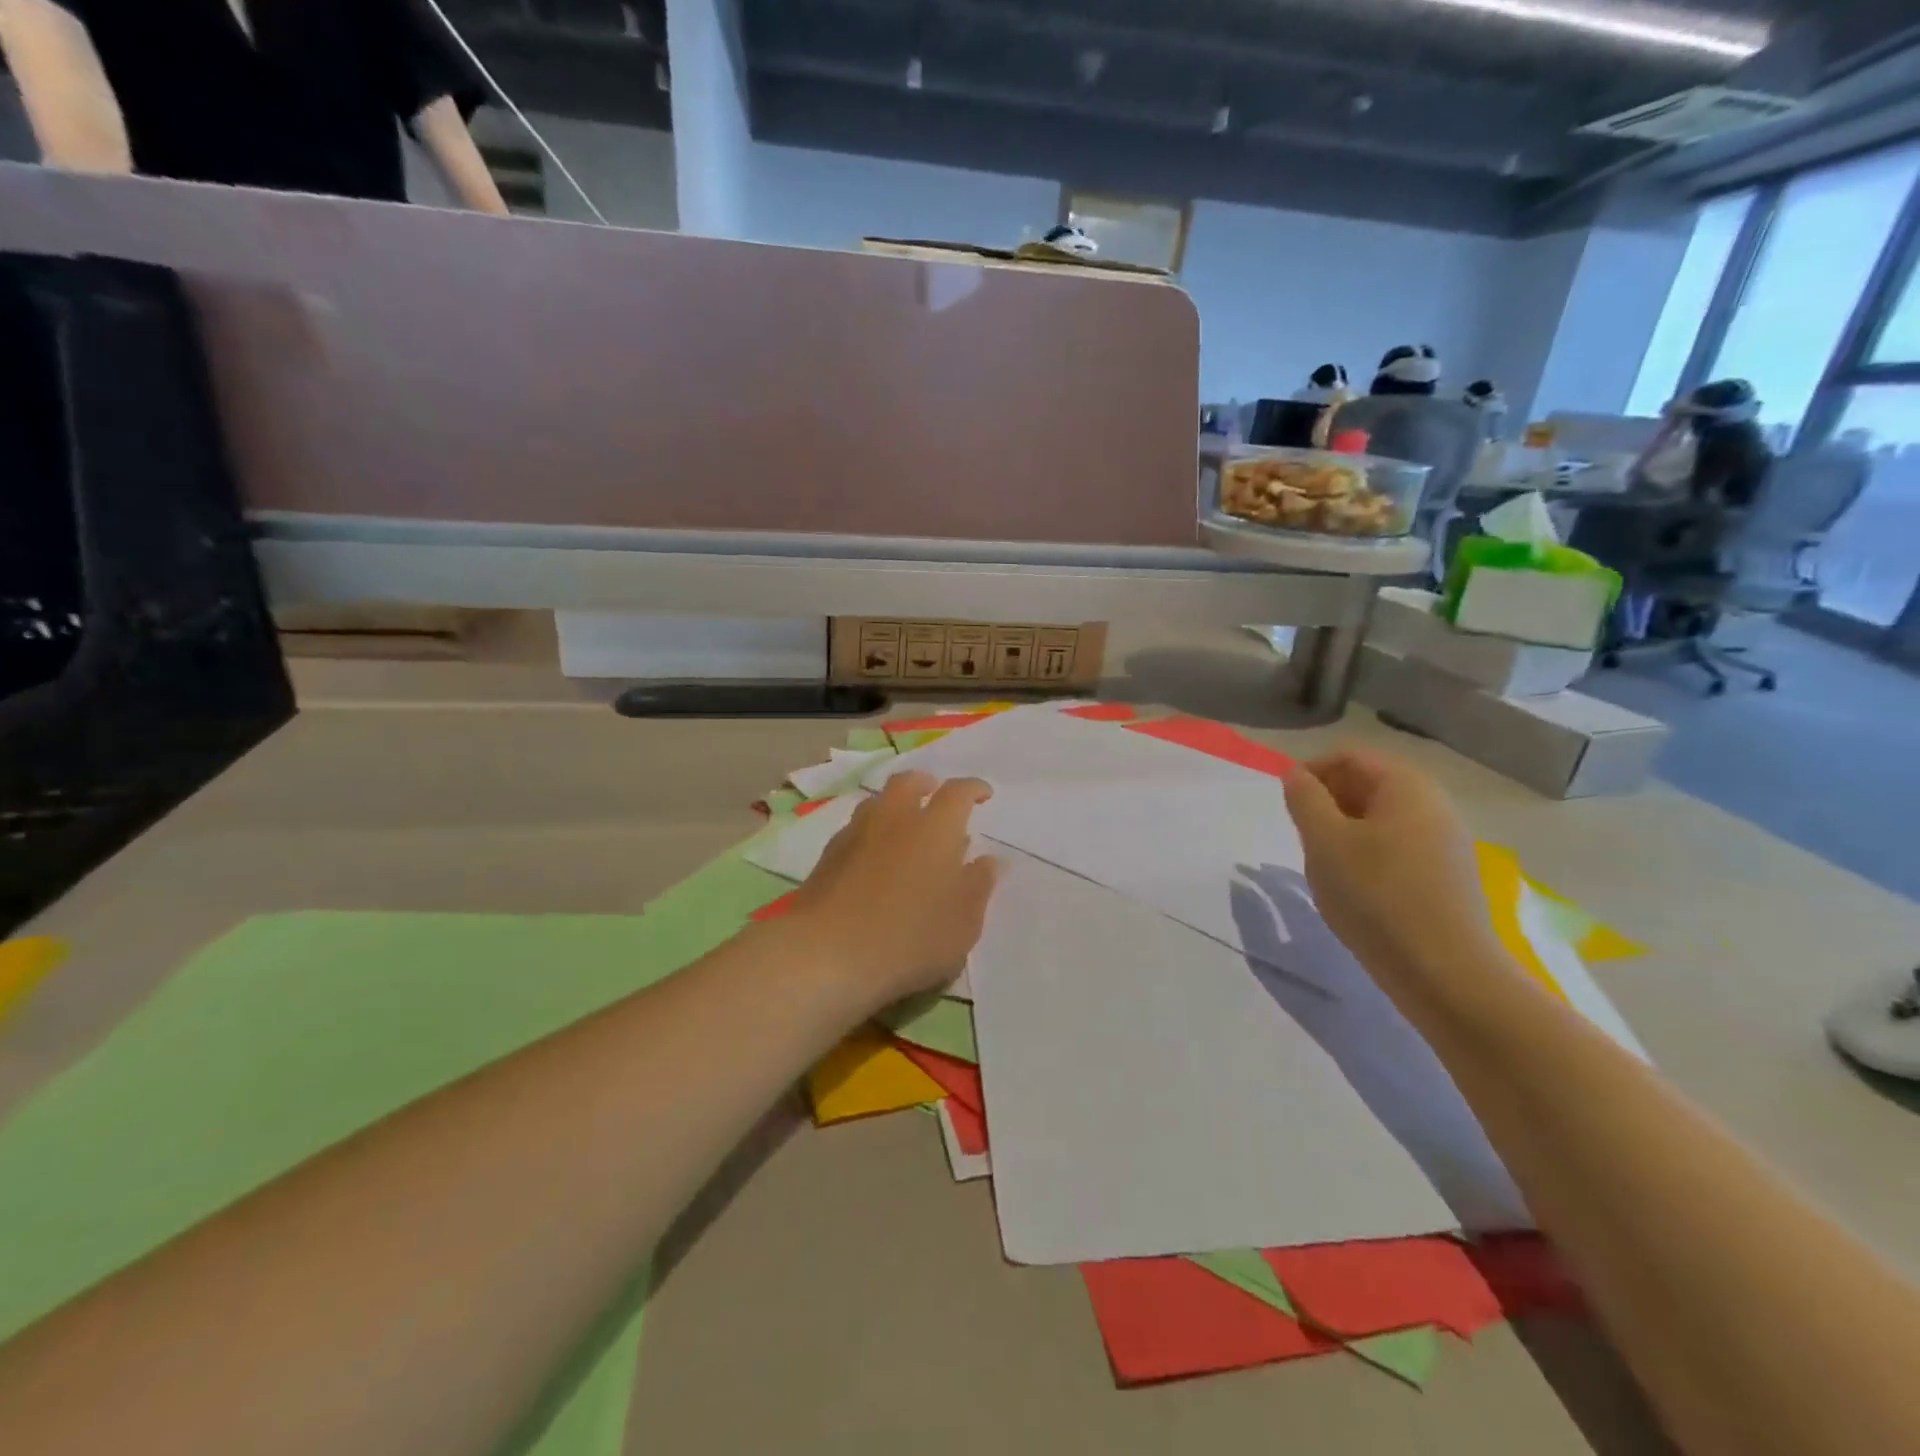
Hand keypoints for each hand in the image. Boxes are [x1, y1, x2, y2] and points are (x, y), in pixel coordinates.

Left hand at [786, 772, 1001, 1009]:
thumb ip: (978, 887)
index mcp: (935, 828)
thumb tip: (987, 861)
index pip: (958, 793)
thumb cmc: (910, 939)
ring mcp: (856, 834)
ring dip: (895, 806)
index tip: (983, 795)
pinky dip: (871, 833)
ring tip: (905, 828)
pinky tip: (875, 858)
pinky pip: (856, 829)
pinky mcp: (828, 856)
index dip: (974, 789)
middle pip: (908, 783)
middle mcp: (895, 819)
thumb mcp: (962, 924)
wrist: (827, 953)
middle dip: (926, 784)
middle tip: (936, 796)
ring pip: (878, 803)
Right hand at [1282, 747, 1501, 990]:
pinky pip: (1397, 847)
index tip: (1286, 804)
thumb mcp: (1324, 842)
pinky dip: (1367, 854)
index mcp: (1406, 786)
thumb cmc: (1375, 895)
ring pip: (1381, 818)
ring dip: (1344, 830)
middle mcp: (1433, 805)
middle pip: (1368, 783)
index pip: (1349, 756)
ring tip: (1325, 864)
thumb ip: (1305, 799)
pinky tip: (1355, 888)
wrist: (1444, 972)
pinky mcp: (1447, 876)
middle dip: (1328, 801)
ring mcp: (1445, 842)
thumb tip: (1295, 774)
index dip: (1311, 771)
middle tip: (1302, 835)